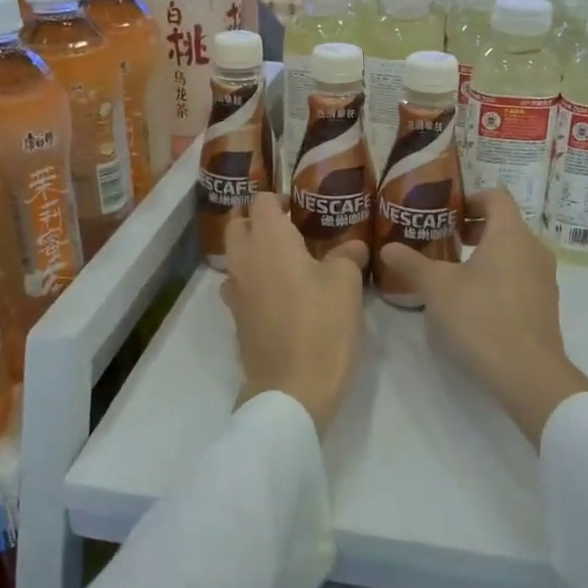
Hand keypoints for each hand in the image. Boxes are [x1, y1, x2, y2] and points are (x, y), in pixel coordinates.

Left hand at [220, 193, 368, 436]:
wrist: (292, 389)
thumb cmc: (322, 326)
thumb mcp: (346, 284)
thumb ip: (346, 255)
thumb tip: (352, 246)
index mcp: (269, 241)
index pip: (261, 201)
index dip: (278, 198)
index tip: (300, 207)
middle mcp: (244, 259)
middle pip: (238, 225)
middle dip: (258, 221)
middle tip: (290, 230)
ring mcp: (235, 291)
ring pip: (235, 257)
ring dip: (253, 251)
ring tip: (286, 262)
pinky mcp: (236, 319)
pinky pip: (240, 285)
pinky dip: (254, 280)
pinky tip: (280, 294)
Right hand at [376, 187, 587, 447]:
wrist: (528, 373)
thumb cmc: (481, 317)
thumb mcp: (437, 288)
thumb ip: (411, 263)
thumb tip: (388, 247)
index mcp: (510, 234)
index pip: (496, 196)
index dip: (470, 197)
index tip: (446, 212)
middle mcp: (533, 249)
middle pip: (505, 223)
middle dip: (473, 228)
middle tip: (443, 240)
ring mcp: (544, 278)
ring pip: (513, 251)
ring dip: (486, 253)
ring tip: (455, 271)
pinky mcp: (545, 304)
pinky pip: (521, 276)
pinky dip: (499, 275)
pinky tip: (475, 300)